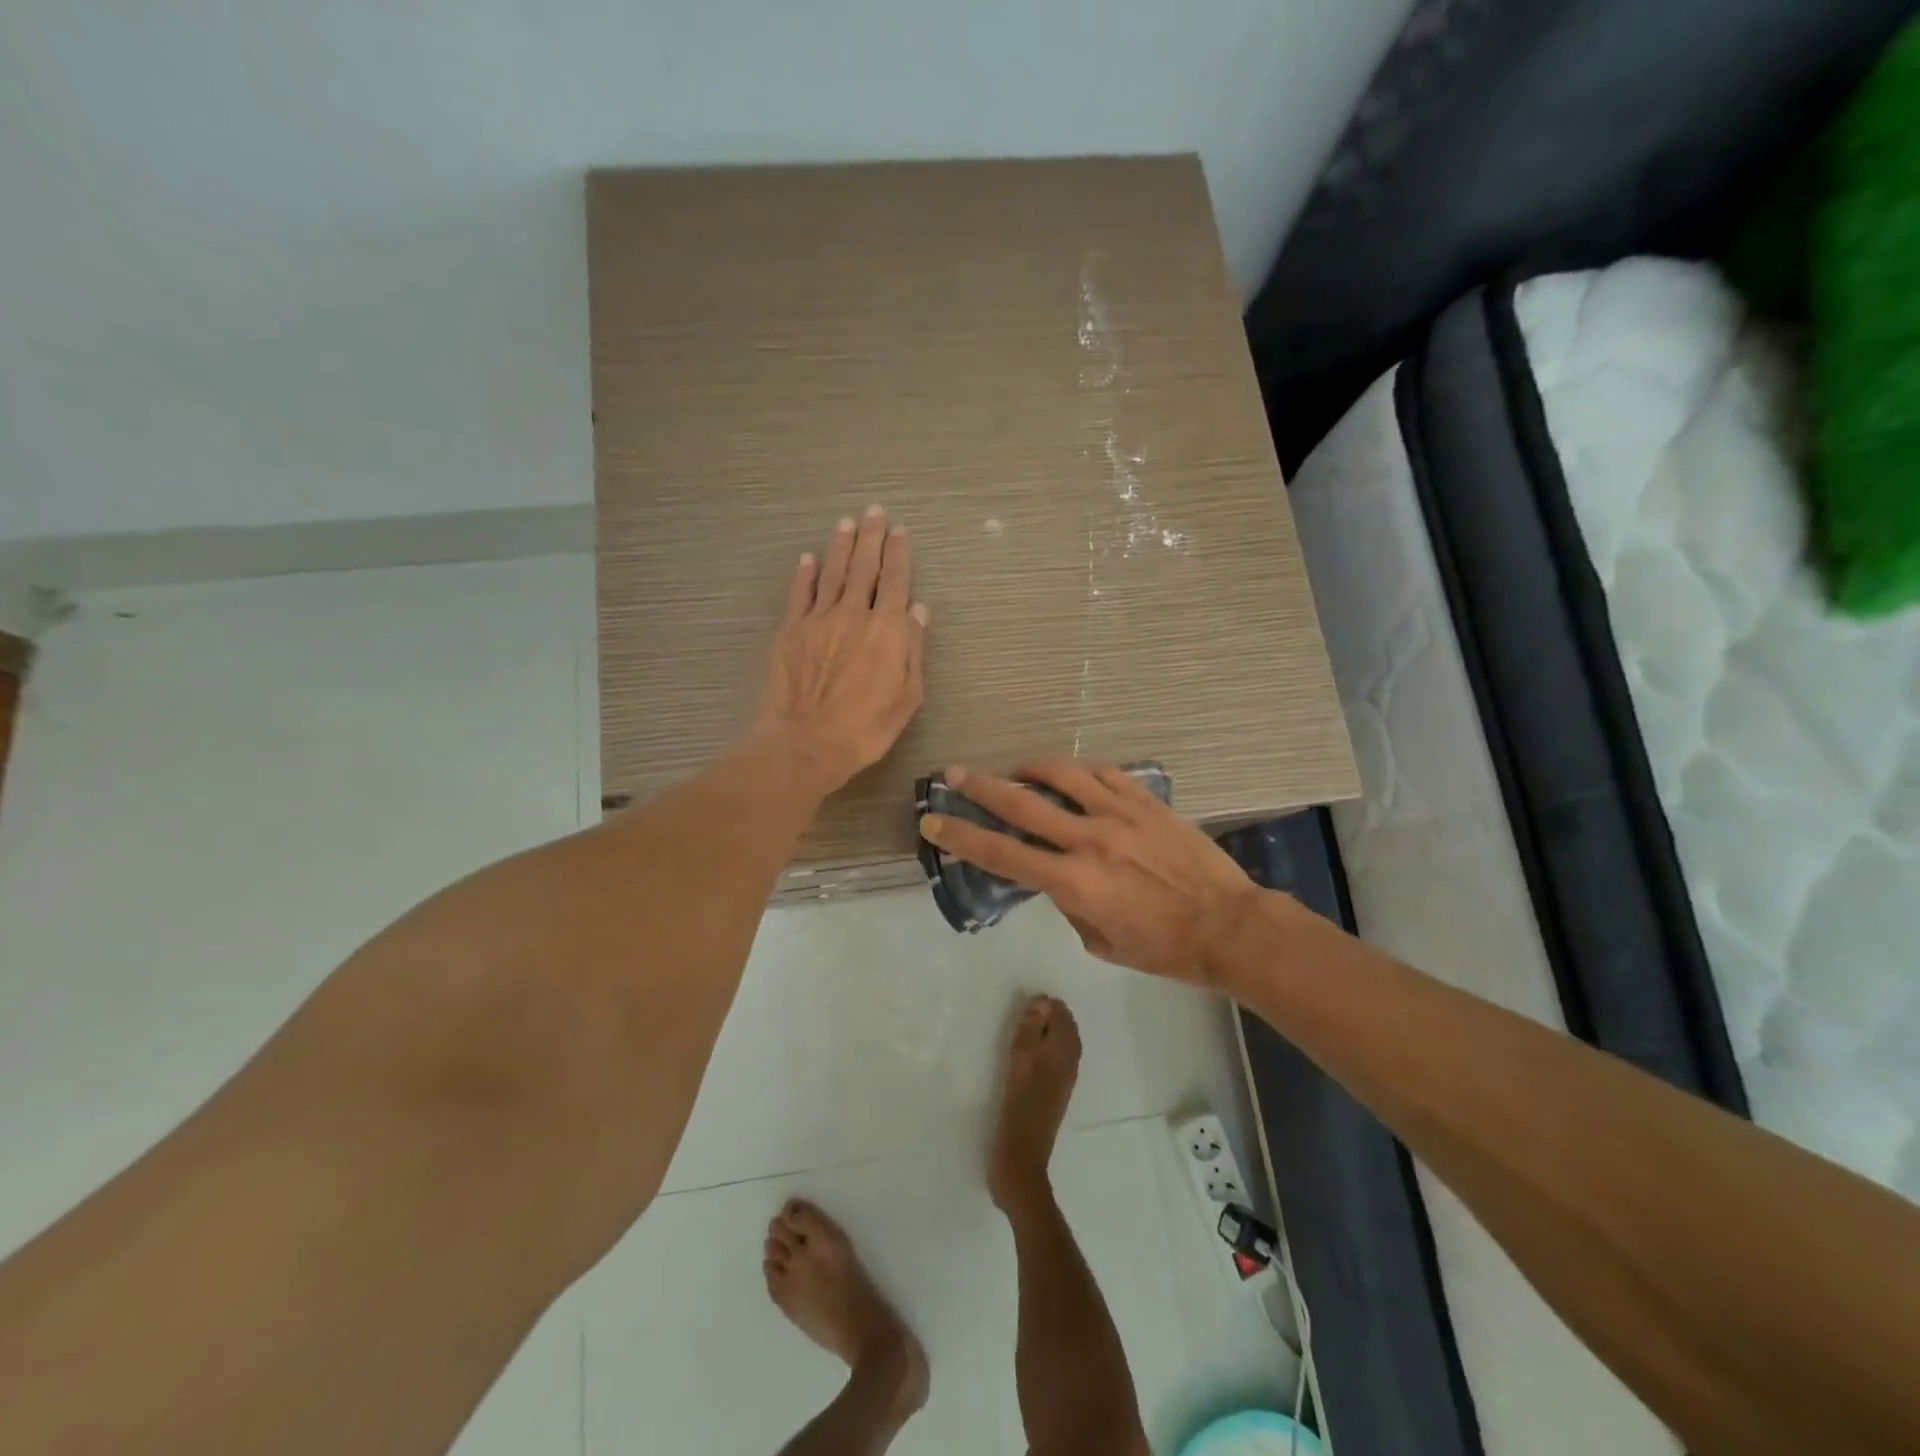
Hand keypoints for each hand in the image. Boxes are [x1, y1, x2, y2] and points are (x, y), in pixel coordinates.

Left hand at [751, 507, 928, 796]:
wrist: (806, 743)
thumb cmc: (865, 728)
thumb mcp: (907, 697)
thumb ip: (912, 649)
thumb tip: (918, 611)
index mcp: (886, 630)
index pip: (895, 581)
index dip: (899, 554)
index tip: (900, 531)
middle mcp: (852, 615)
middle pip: (863, 567)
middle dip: (871, 537)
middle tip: (874, 512)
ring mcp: (817, 620)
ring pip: (831, 573)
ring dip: (840, 546)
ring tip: (846, 523)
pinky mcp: (789, 631)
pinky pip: (798, 594)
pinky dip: (804, 574)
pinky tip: (808, 559)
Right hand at [918, 760, 1260, 985]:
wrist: (1227, 926)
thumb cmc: (1162, 948)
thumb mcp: (1099, 942)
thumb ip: (1069, 904)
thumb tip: (1056, 876)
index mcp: (1073, 882)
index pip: (1002, 854)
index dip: (962, 837)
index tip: (934, 822)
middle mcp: (1089, 840)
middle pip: (1022, 804)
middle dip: (981, 788)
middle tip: (954, 773)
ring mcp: (1121, 814)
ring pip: (1063, 775)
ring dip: (1030, 768)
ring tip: (1016, 769)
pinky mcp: (1147, 802)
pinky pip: (1106, 773)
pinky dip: (1081, 771)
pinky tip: (1072, 775)